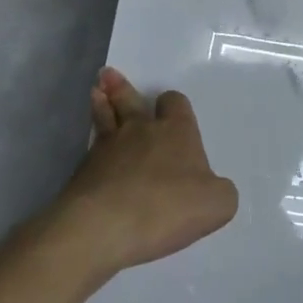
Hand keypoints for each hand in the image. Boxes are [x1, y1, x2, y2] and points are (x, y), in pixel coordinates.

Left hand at [52, 67, 239, 274]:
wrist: (104, 227)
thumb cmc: (168, 207)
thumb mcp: (217, 204)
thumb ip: (220, 191)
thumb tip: (211, 188)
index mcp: (176, 132)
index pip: (175, 103)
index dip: (173, 104)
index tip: (170, 106)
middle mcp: (140, 131)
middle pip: (130, 101)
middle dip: (122, 88)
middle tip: (109, 75)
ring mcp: (107, 149)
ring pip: (104, 117)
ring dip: (101, 103)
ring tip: (96, 91)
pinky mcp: (82, 173)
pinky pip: (90, 150)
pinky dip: (92, 146)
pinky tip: (93, 151)